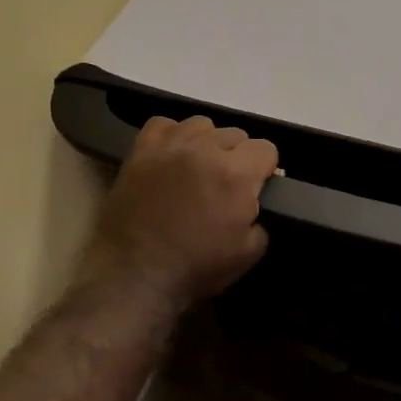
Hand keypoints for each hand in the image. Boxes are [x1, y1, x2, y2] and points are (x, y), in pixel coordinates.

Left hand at [82, 116, 279, 306]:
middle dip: (238, 157)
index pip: (266, 148)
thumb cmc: (195, 268)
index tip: (257, 188)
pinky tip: (172, 157)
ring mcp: (170, 146)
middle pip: (236, 134)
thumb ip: (262, 219)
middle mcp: (206, 149)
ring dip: (207, 143)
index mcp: (236, 174)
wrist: (134, 276)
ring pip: (202, 125)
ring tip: (198, 168)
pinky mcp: (140, 151)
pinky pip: (164, 125)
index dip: (265, 170)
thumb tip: (255, 203)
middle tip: (225, 185)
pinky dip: (172, 136)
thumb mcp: (249, 253)